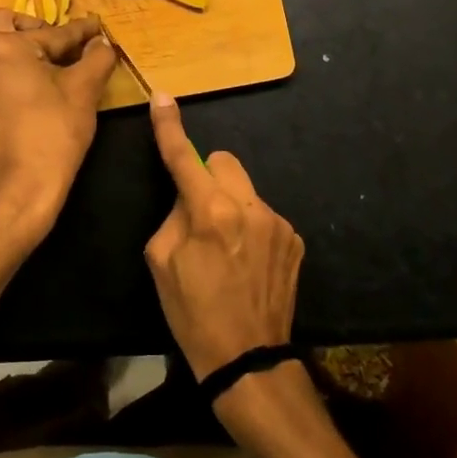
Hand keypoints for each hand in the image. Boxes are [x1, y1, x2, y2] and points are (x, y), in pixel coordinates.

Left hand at [0, 9, 116, 245]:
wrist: (17, 188)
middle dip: (37, 28)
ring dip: (11, 42)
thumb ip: (96, 58)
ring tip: (38, 61)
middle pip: (7, 23)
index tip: (97, 28)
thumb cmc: (52, 135)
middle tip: (62, 46)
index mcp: (4, 44)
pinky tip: (18, 82)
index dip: (81, 32)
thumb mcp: (84, 91)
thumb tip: (101, 42)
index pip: (52, 32)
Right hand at [143, 92, 304, 384]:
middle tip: (197, 213)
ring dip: (230, 204)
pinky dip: (250, 226)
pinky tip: (247, 262)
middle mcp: (250, 207)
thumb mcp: (161, 262)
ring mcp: (278, 223)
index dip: (169, 127)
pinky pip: (263, 215)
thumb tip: (188, 197)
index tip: (163, 98)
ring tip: (225, 248)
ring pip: (245, 189)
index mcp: (211, 212)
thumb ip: (174, 216)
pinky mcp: (295, 240)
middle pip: (224, 161)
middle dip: (207, 176)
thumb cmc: (193, 313)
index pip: (184, 157)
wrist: (247, 359)